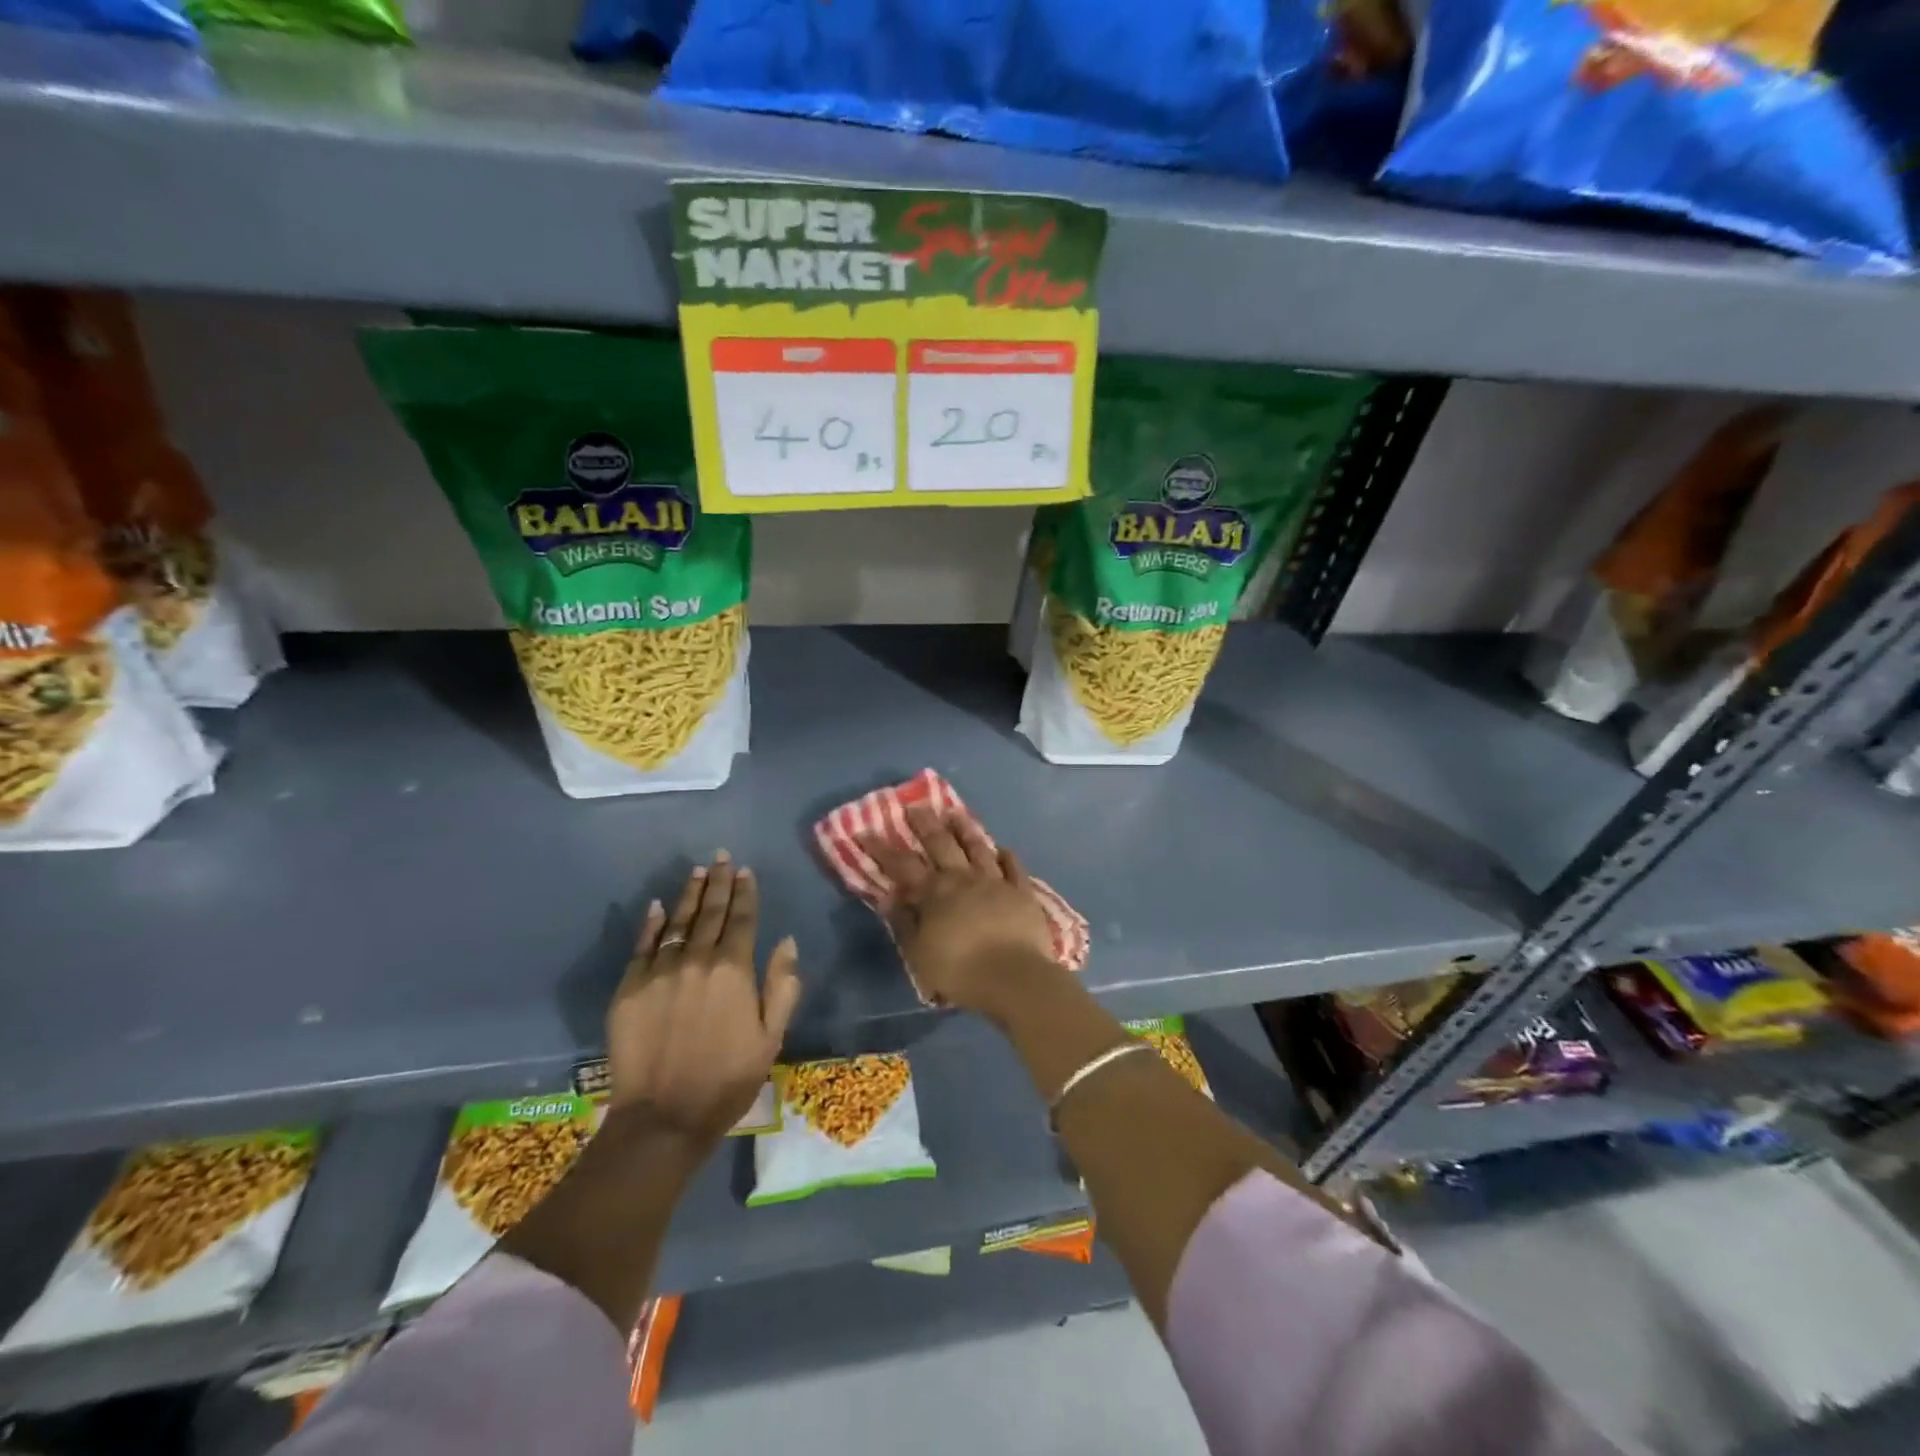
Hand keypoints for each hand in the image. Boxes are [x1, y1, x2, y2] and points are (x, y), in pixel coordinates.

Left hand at [606, 852, 801, 1150]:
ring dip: (688, 895)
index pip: (743, 920)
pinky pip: (641, 947)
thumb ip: (782, 986)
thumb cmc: (727, 1079)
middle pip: (710, 913)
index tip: (745, 871)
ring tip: (697, 872)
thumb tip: (787, 942)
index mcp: (734, 970)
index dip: (746, 893)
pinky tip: (657, 906)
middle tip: (721, 857)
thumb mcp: (771, 1037)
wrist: (663, 1118)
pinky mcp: (629, 989)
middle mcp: (697, 961)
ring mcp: (659, 973)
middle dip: (718, 882)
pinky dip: (651, 924)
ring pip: (677, 923)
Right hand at [859, 806, 1058, 1017]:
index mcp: (935, 893)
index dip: (882, 848)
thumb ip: (904, 923)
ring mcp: (996, 882)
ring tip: (956, 812)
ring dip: (965, 829)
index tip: (866, 831)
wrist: (1014, 977)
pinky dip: (1006, 856)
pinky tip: (1003, 849)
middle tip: (916, 806)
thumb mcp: (919, 954)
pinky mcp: (1022, 892)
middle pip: (942, 844)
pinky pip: (1014, 868)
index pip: (902, 865)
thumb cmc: (960, 970)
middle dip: (926, 824)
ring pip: (978, 847)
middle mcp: (964, 878)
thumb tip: (890, 896)